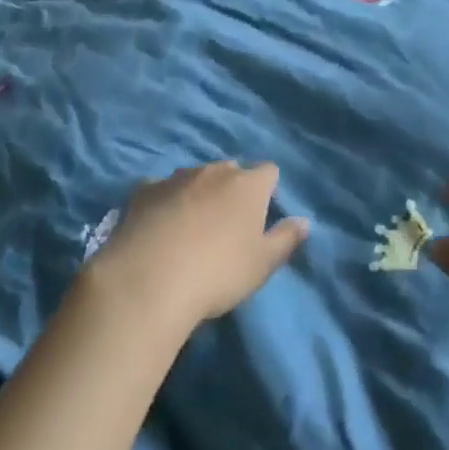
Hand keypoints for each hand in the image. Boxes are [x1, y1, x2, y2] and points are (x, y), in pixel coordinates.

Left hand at [84, 161, 308, 329]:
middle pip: (231, 170)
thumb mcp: (262, 264)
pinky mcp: (144, 190)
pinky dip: (165, 202)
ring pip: (195, 177)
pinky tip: (159, 226)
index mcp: (248, 185)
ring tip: (191, 227)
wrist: (149, 279)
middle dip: (233, 189)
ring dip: (198, 193)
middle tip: (228, 224)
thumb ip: (286, 239)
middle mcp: (214, 171)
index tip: (263, 216)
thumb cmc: (218, 272)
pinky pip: (162, 189)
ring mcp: (176, 177)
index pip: (269, 172)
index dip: (268, 190)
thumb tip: (304, 221)